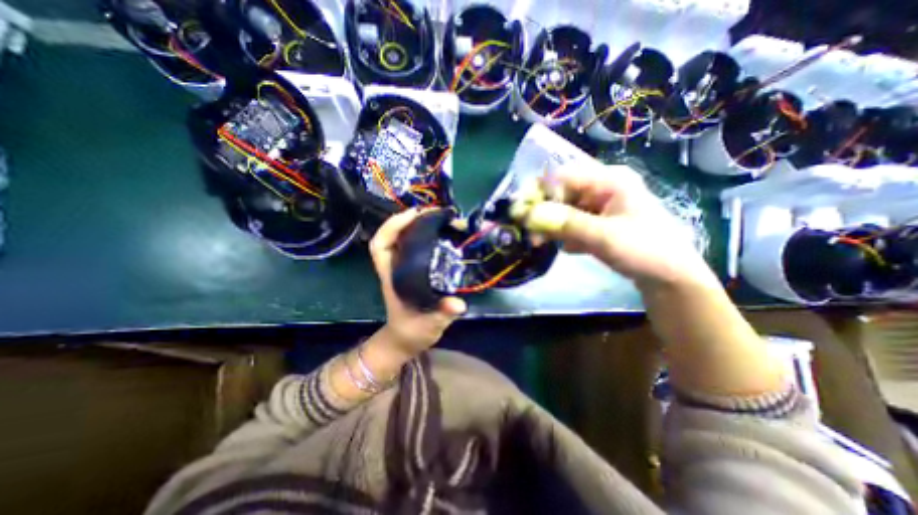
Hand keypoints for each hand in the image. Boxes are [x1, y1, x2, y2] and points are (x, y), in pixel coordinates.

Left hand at [368, 207, 466, 357]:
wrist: (406, 339)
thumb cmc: (412, 331)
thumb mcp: (429, 324)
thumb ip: (442, 313)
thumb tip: (458, 304)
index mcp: (392, 276)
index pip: (380, 245)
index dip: (392, 226)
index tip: (413, 215)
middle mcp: (396, 267)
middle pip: (393, 236)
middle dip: (410, 219)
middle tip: (435, 212)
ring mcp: (404, 268)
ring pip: (404, 239)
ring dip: (419, 225)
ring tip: (441, 218)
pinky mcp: (414, 270)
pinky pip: (416, 246)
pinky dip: (426, 235)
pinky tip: (442, 233)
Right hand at [514, 166, 712, 289]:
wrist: (669, 277)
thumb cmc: (645, 250)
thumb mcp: (605, 236)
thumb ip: (567, 224)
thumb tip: (530, 215)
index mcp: (610, 180)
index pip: (564, 176)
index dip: (539, 192)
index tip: (521, 212)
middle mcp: (602, 187)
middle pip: (561, 193)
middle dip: (543, 213)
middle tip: (530, 233)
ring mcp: (599, 205)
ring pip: (563, 209)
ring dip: (550, 226)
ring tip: (540, 243)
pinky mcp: (596, 221)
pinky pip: (571, 222)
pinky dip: (563, 234)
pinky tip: (568, 248)